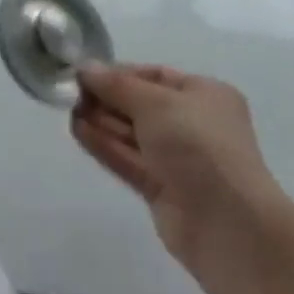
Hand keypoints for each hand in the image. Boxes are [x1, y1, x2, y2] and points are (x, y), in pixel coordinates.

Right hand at [72, 64, 284, 267]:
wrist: (227, 225)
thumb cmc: (198, 146)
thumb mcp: (156, 103)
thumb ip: (117, 85)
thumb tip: (85, 68)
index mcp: (205, 95)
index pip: (155, 76)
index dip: (120, 73)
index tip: (85, 73)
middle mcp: (193, 124)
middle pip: (141, 105)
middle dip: (107, 98)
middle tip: (69, 91)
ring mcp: (178, 159)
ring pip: (133, 134)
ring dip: (101, 120)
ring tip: (66, 108)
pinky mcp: (162, 189)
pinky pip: (129, 159)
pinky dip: (105, 145)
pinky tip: (77, 130)